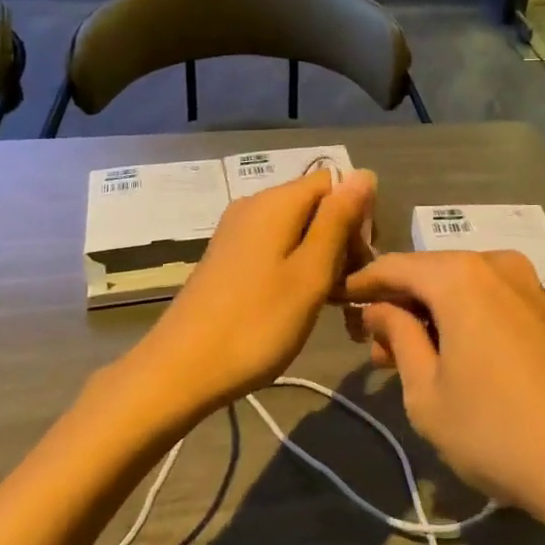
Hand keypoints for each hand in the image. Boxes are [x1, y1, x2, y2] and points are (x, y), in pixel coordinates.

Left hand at [127, 170, 376, 417]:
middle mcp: (254, 205)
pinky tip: (297, 301)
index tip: (361, 259)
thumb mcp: (311, 273)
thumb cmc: (256, 323)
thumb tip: (364, 174)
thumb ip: (338, 220)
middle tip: (348, 287)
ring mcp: (237, 231)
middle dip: (341, 237)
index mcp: (277, 202)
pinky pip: (275, 245)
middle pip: (315, 203)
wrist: (180, 371)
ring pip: (297, 228)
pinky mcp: (228, 256)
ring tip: (328, 301)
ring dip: (321, 257)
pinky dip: (295, 266)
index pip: (334, 182)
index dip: (357, 214)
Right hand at [343, 251, 544, 526]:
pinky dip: (463, 319)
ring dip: (431, 315)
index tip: (335, 302)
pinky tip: (453, 357)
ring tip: (408, 360)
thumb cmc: (497, 429)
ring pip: (462, 288)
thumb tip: (380, 310)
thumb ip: (399, 338)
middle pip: (430, 274)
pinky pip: (490, 300)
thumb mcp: (427, 393)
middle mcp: (494, 263)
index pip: (394, 266)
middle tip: (372, 349)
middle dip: (398, 305)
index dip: (361, 283)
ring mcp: (527, 284)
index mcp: (459, 275)